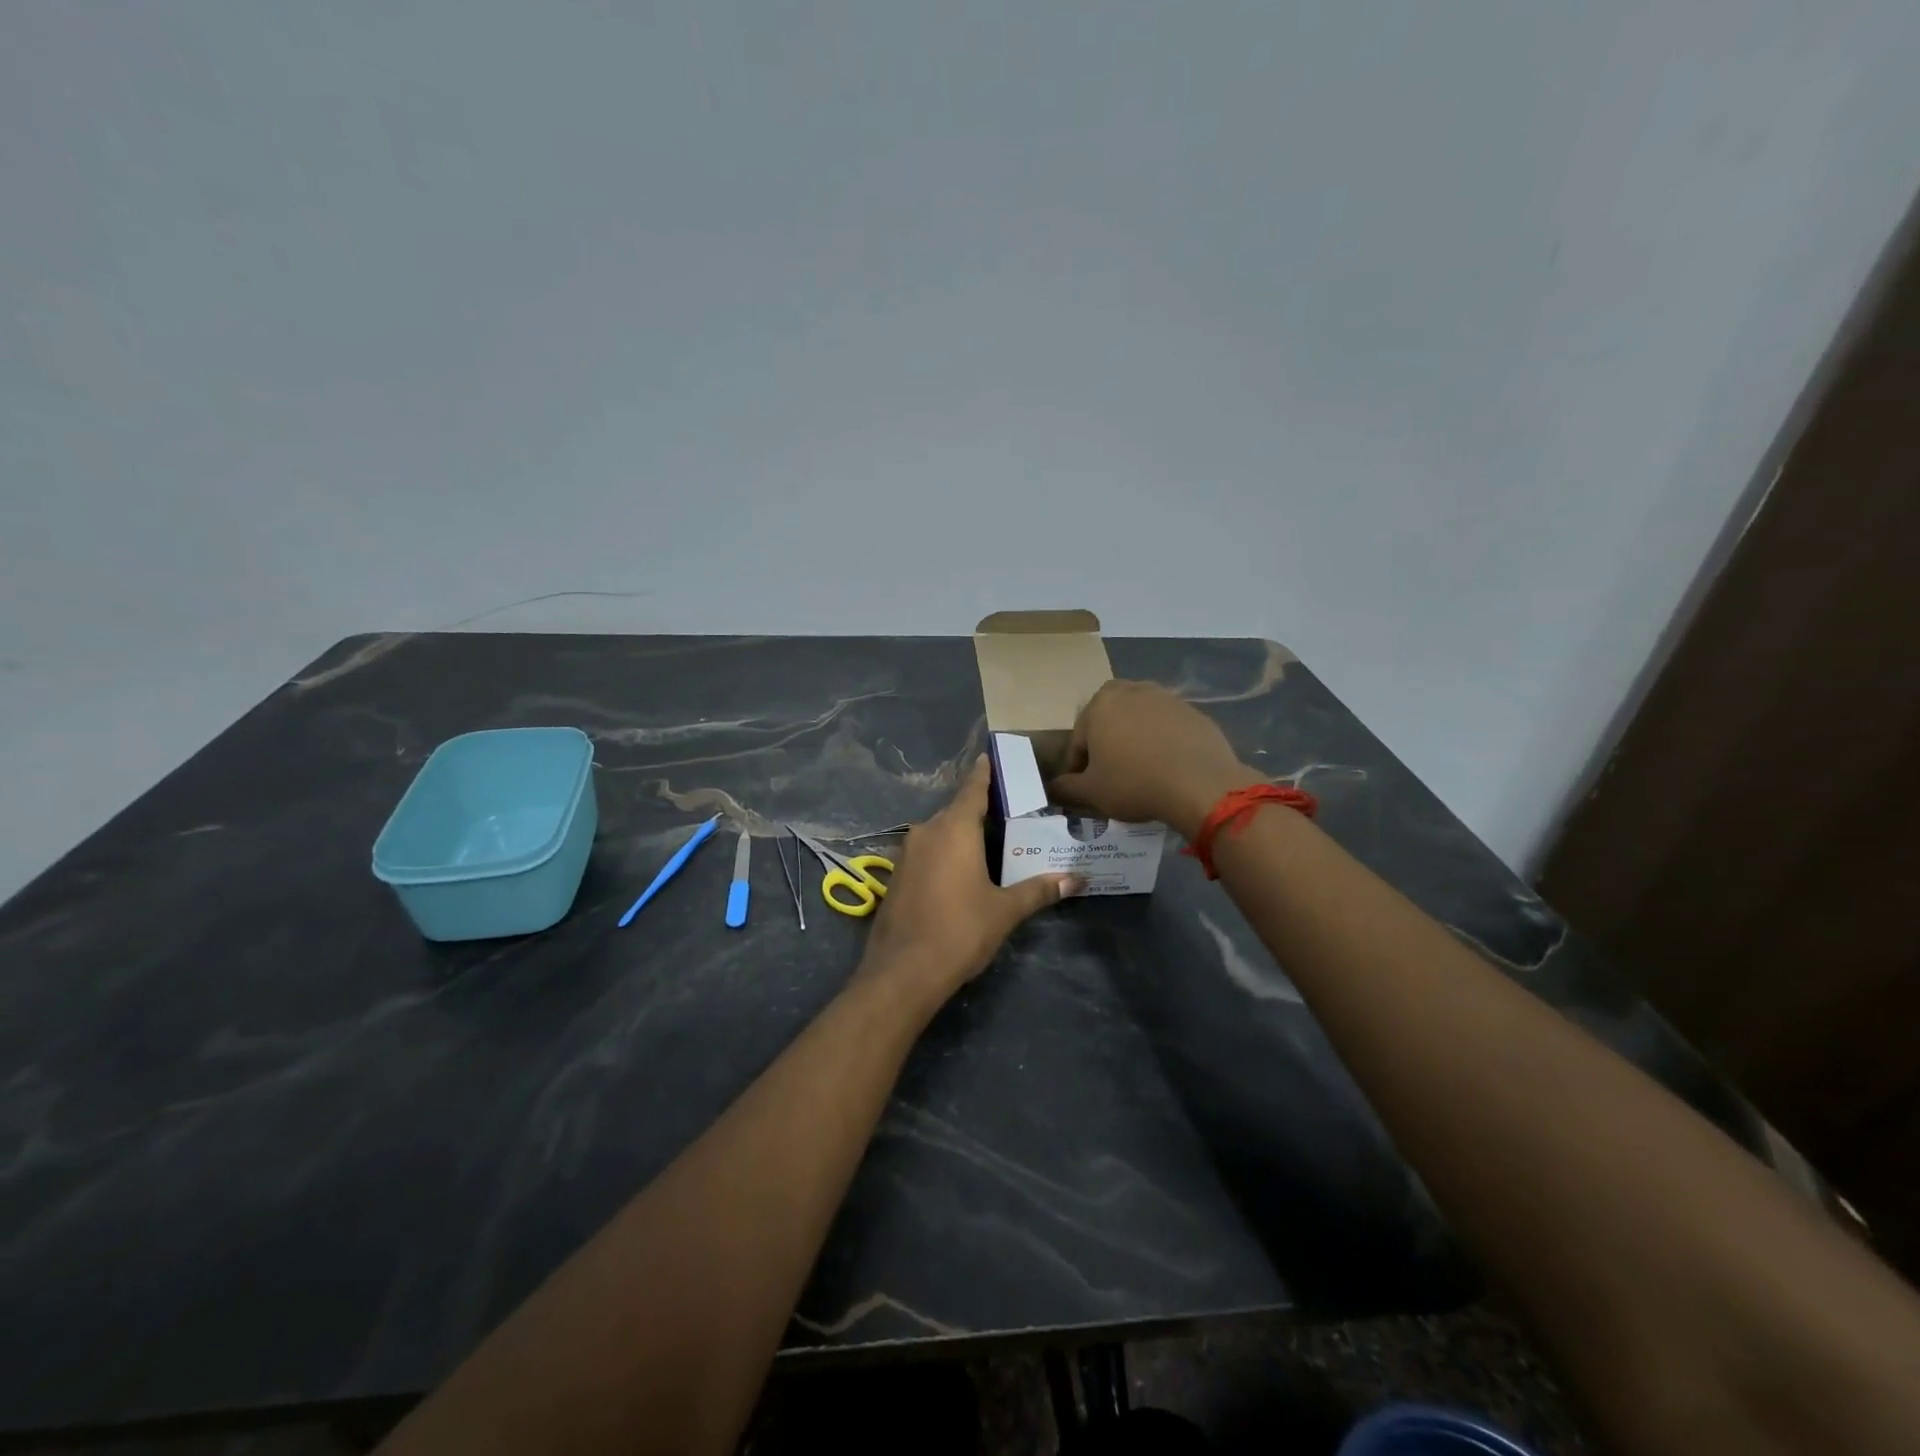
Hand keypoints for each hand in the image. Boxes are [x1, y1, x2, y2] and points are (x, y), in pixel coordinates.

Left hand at [861, 757, 1079, 999]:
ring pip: (938, 833)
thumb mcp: (1005, 910)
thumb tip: (1077, 879)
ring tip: (987, 843)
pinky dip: (943, 854)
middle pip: (955, 811)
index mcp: (954, 829)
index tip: (989, 755)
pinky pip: (925, 853)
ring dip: (959, 834)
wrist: (903, 972)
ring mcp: (906, 854)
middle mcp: (926, 832)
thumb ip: (1039, 890)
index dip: (983, 773)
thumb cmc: (960, 931)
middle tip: (1006, 813)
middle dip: (978, 810)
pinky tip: (958, 872)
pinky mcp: (895, 877)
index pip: (972, 789)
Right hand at [1048, 680, 1263, 839]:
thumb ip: (1066, 788)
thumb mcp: (1091, 792)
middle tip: (1110, 773)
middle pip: (1110, 720)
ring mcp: (1167, 698)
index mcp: (1101, 704)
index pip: (1079, 739)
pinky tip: (1167, 769)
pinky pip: (1168, 728)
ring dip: (1135, 740)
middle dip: (1106, 742)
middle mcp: (1132, 691)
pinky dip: (1163, 743)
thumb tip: (1052, 788)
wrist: (1200, 784)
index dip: (1078, 766)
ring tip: (1140, 771)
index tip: (1083, 787)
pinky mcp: (1194, 712)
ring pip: (1140, 720)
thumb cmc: (1134, 783)